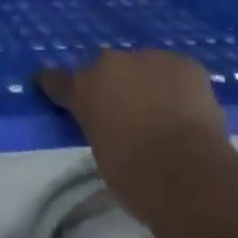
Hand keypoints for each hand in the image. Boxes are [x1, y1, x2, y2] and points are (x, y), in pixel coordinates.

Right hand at [39, 50, 235, 220]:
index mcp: (85, 88)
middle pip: (109, 69)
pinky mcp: (184, 62)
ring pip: (145, 66)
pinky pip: (176, 71)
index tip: (48, 83)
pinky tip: (187, 111)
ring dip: (148, 83)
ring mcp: (150, 57)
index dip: (56, 84)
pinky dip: (178, 87)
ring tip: (163, 113)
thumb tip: (110, 122)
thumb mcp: (103, 154)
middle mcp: (112, 62)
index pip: (59, 80)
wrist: (189, 175)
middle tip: (127, 112)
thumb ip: (100, 126)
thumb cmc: (137, 179)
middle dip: (115, 85)